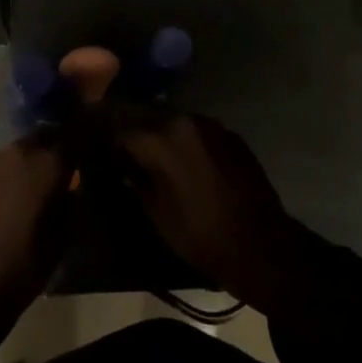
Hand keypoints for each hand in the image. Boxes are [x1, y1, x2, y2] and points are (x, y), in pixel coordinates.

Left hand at [0, 135, 70, 346]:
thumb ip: (71, 205)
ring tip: (38, 176)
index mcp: (46, 165)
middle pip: (45, 135)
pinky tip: (12, 189)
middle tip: (65, 162)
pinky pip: (1, 162)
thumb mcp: (60, 240)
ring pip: (21, 147)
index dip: (86, 137)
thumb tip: (74, 186)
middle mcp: (20, 152)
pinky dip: (11, 169)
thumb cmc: (22, 267)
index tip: (94, 143)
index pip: (74, 137)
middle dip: (57, 144)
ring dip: (32, 156)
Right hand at [107, 109, 304, 309]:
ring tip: (150, 152)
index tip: (99, 147)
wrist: (262, 246)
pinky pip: (196, 130)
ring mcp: (211, 125)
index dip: (107, 137)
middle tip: (120, 145)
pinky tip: (182, 159)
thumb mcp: (158, 214)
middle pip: (147, 116)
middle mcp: (185, 120)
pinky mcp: (230, 135)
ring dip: (158, 132)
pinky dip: (184, 139)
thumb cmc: (203, 235)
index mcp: (163, 138)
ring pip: (173, 120)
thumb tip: (122, 165)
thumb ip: (136, 181)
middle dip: (132, 129)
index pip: (123, 127)